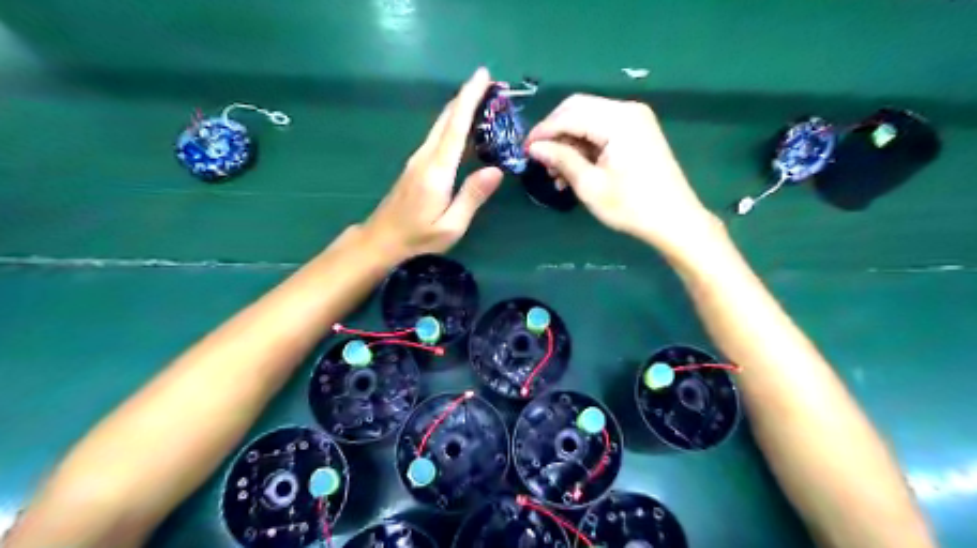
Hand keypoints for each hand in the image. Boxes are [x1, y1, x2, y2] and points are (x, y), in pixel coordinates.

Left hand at [364, 68, 502, 261]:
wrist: (379, 242)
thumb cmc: (417, 239)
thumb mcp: (450, 226)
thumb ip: (472, 197)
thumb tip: (496, 170)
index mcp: (437, 170)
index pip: (456, 126)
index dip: (470, 98)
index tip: (484, 75)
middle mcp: (425, 158)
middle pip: (446, 119)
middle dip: (467, 96)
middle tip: (490, 82)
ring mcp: (417, 160)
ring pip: (440, 125)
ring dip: (460, 108)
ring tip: (482, 98)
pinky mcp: (415, 166)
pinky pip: (437, 137)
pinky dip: (452, 124)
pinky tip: (463, 127)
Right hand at [523, 95, 719, 251]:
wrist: (675, 221)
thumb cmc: (631, 206)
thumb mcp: (590, 185)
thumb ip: (561, 160)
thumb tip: (534, 148)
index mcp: (618, 120)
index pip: (569, 114)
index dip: (543, 131)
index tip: (524, 150)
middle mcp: (627, 110)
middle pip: (577, 110)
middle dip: (555, 134)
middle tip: (539, 160)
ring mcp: (634, 120)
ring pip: (587, 120)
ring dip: (568, 143)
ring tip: (556, 175)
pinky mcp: (636, 133)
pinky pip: (601, 131)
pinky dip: (584, 147)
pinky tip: (573, 171)